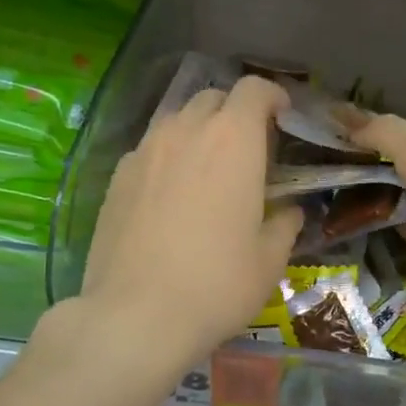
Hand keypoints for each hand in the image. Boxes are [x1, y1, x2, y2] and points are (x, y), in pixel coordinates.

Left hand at [76, 75, 301, 370]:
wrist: (136, 315)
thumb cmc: (217, 283)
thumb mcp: (270, 259)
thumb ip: (285, 224)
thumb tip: (289, 212)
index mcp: (233, 141)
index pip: (254, 90)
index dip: (273, 96)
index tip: (284, 117)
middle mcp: (186, 132)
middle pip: (213, 98)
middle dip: (236, 112)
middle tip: (250, 149)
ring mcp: (145, 152)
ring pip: (177, 120)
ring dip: (199, 132)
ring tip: (209, 170)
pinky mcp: (117, 178)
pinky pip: (150, 150)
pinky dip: (169, 157)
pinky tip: (172, 196)